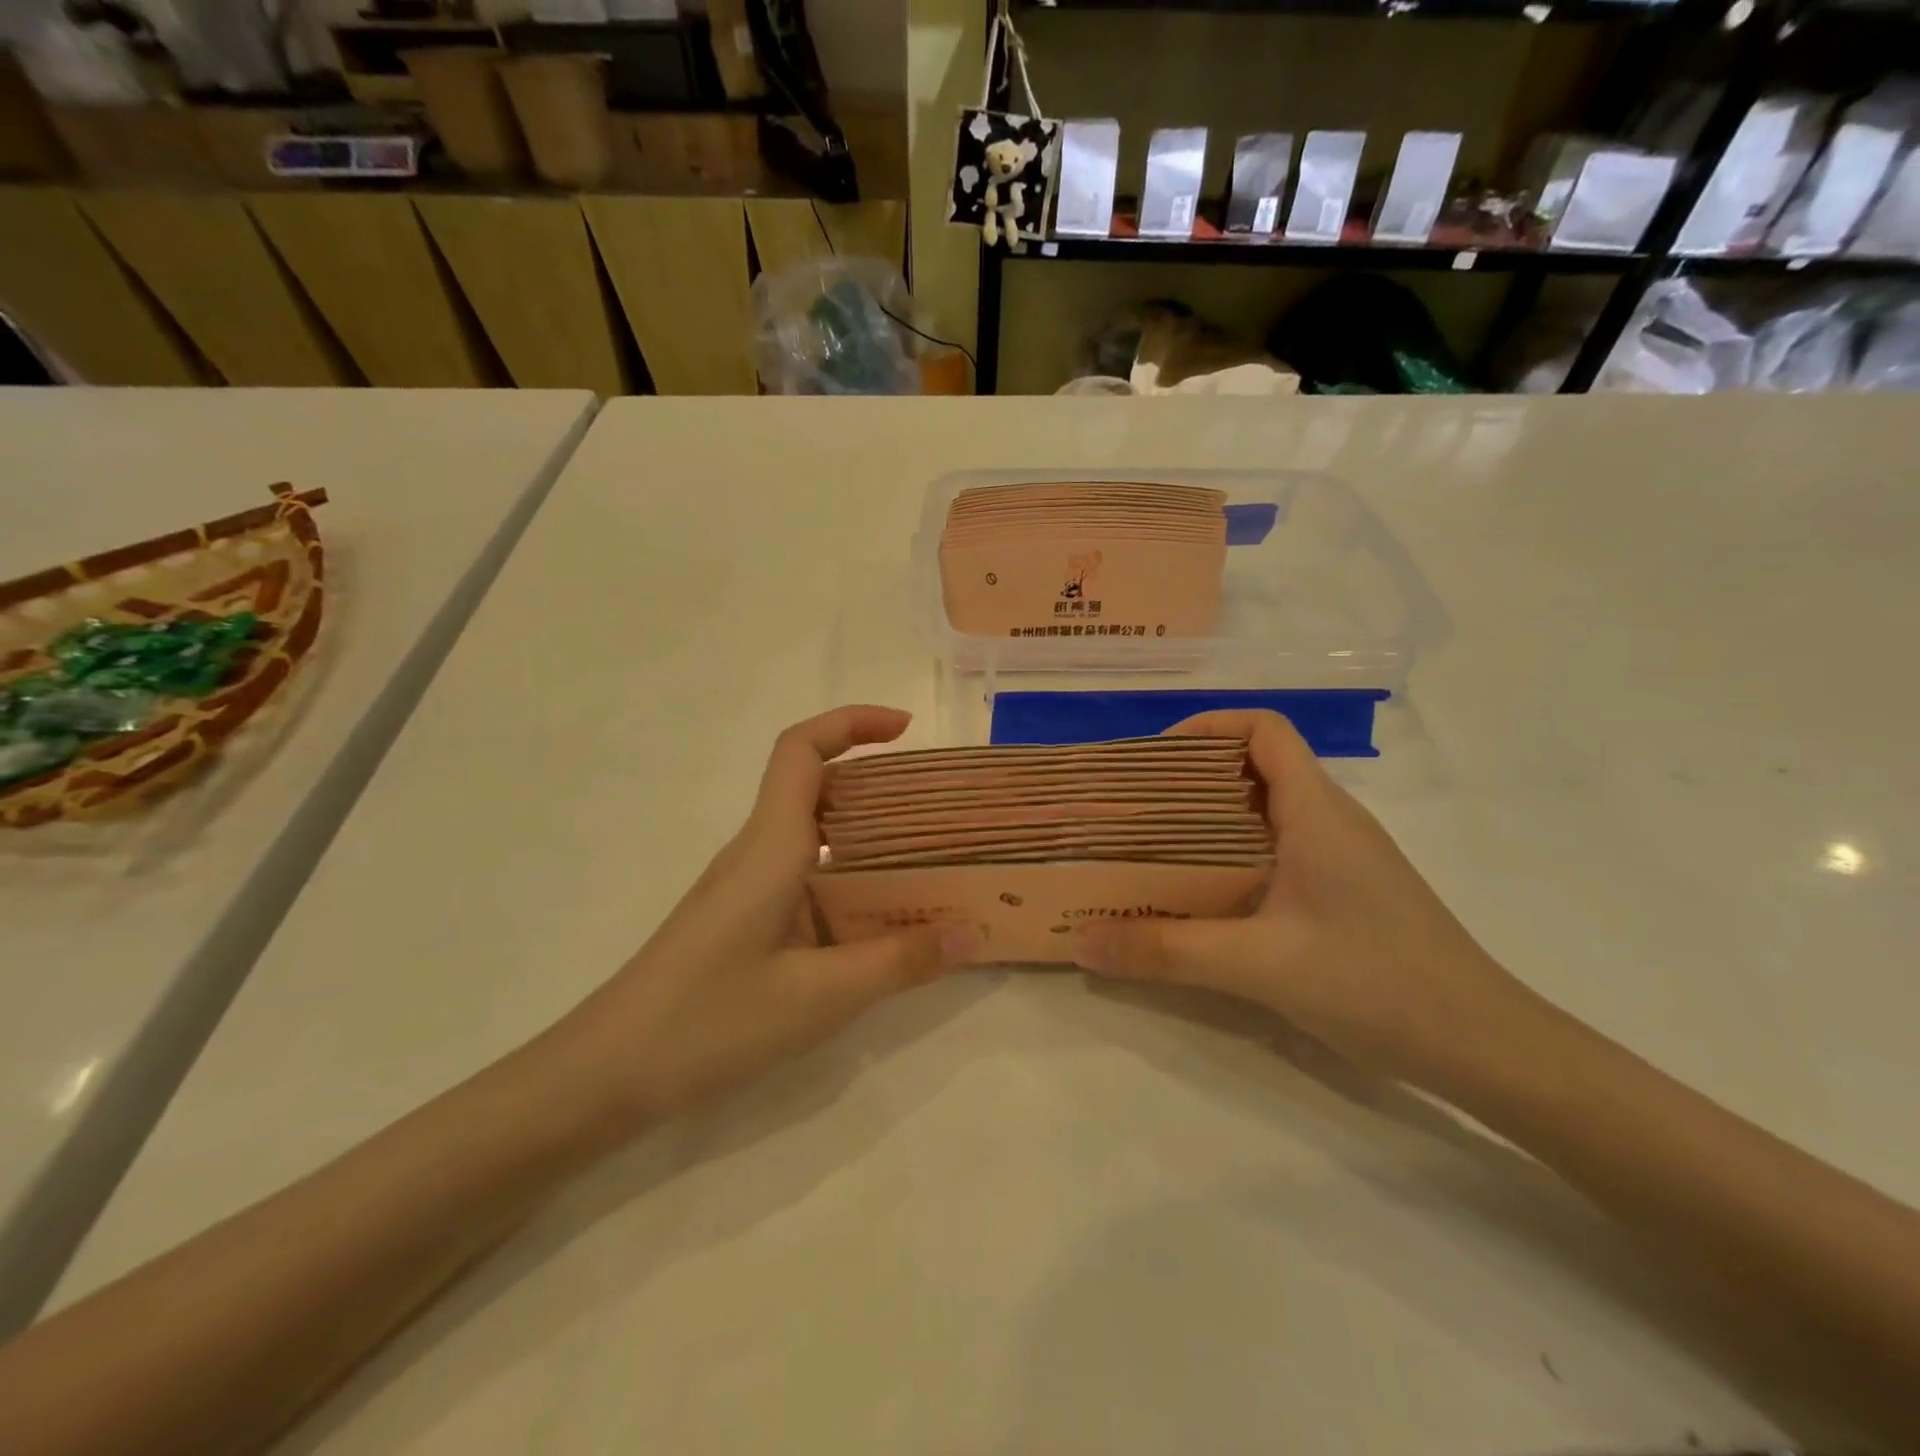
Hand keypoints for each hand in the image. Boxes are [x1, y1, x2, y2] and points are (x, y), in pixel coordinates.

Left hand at [558, 706, 972, 1129]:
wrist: (608, 1072)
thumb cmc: (708, 1021)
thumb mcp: (819, 997)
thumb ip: (899, 962)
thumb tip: (970, 934)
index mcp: (770, 846)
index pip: (802, 750)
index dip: (852, 722)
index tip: (906, 728)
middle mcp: (757, 851)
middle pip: (815, 785)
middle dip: (877, 781)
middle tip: (938, 808)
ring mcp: (746, 885)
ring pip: (812, 832)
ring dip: (868, 834)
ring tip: (927, 862)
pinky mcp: (744, 917)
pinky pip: (805, 874)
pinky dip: (849, 876)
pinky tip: (879, 919)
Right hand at [1071, 710, 1537, 1094]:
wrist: (1486, 1047)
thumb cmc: (1377, 983)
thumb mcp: (1259, 965)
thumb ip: (1166, 951)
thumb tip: (1081, 941)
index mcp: (1316, 810)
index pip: (1264, 730)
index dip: (1208, 727)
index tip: (1152, 759)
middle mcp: (1331, 820)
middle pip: (1256, 767)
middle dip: (1191, 777)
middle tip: (1134, 810)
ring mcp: (1343, 857)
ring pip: (1266, 812)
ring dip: (1210, 819)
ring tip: (1154, 850)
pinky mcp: (1346, 892)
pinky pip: (1278, 850)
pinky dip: (1233, 855)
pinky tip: (1206, 897)